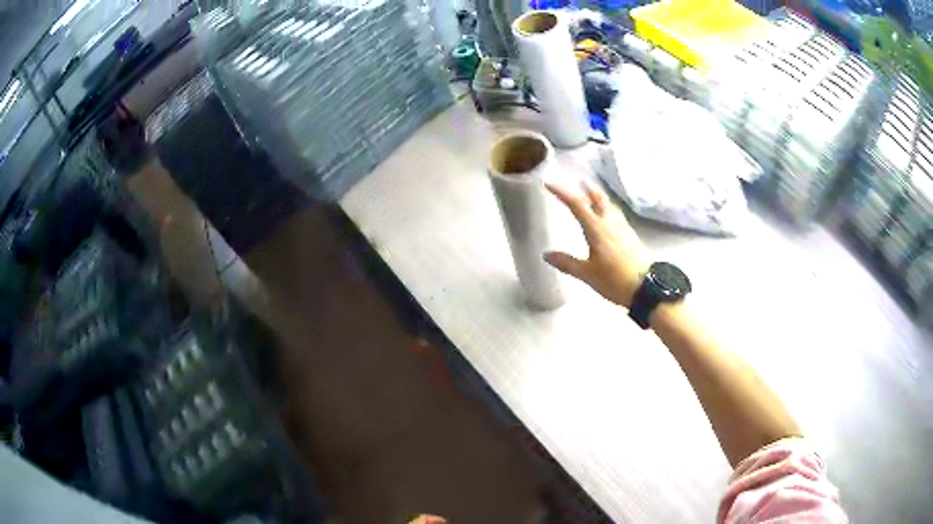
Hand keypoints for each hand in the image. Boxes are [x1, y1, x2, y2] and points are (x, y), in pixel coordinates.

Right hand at [544, 182, 649, 308]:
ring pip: (610, 206)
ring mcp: (624, 229)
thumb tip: (546, 255)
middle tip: (579, 182)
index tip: (549, 183)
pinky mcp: (632, 237)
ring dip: (600, 198)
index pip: (577, 204)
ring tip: (593, 196)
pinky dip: (609, 210)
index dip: (562, 192)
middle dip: (588, 188)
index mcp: (596, 229)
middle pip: (599, 198)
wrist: (646, 287)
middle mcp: (610, 223)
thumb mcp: (587, 274)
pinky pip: (618, 216)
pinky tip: (609, 218)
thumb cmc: (614, 280)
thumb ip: (567, 263)